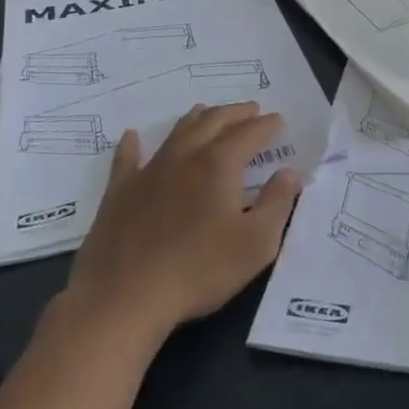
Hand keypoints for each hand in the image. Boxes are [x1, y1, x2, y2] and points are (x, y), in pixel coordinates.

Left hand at [65, 103, 302, 338]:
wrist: (125, 298)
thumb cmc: (199, 270)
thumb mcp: (257, 243)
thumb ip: (277, 202)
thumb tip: (289, 173)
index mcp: (219, 165)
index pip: (249, 133)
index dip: (266, 125)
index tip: (278, 119)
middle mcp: (185, 157)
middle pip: (213, 122)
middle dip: (235, 113)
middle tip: (250, 109)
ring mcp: (149, 172)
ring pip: (176, 133)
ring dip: (196, 119)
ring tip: (207, 111)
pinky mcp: (119, 192)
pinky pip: (126, 159)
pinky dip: (131, 145)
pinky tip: (131, 136)